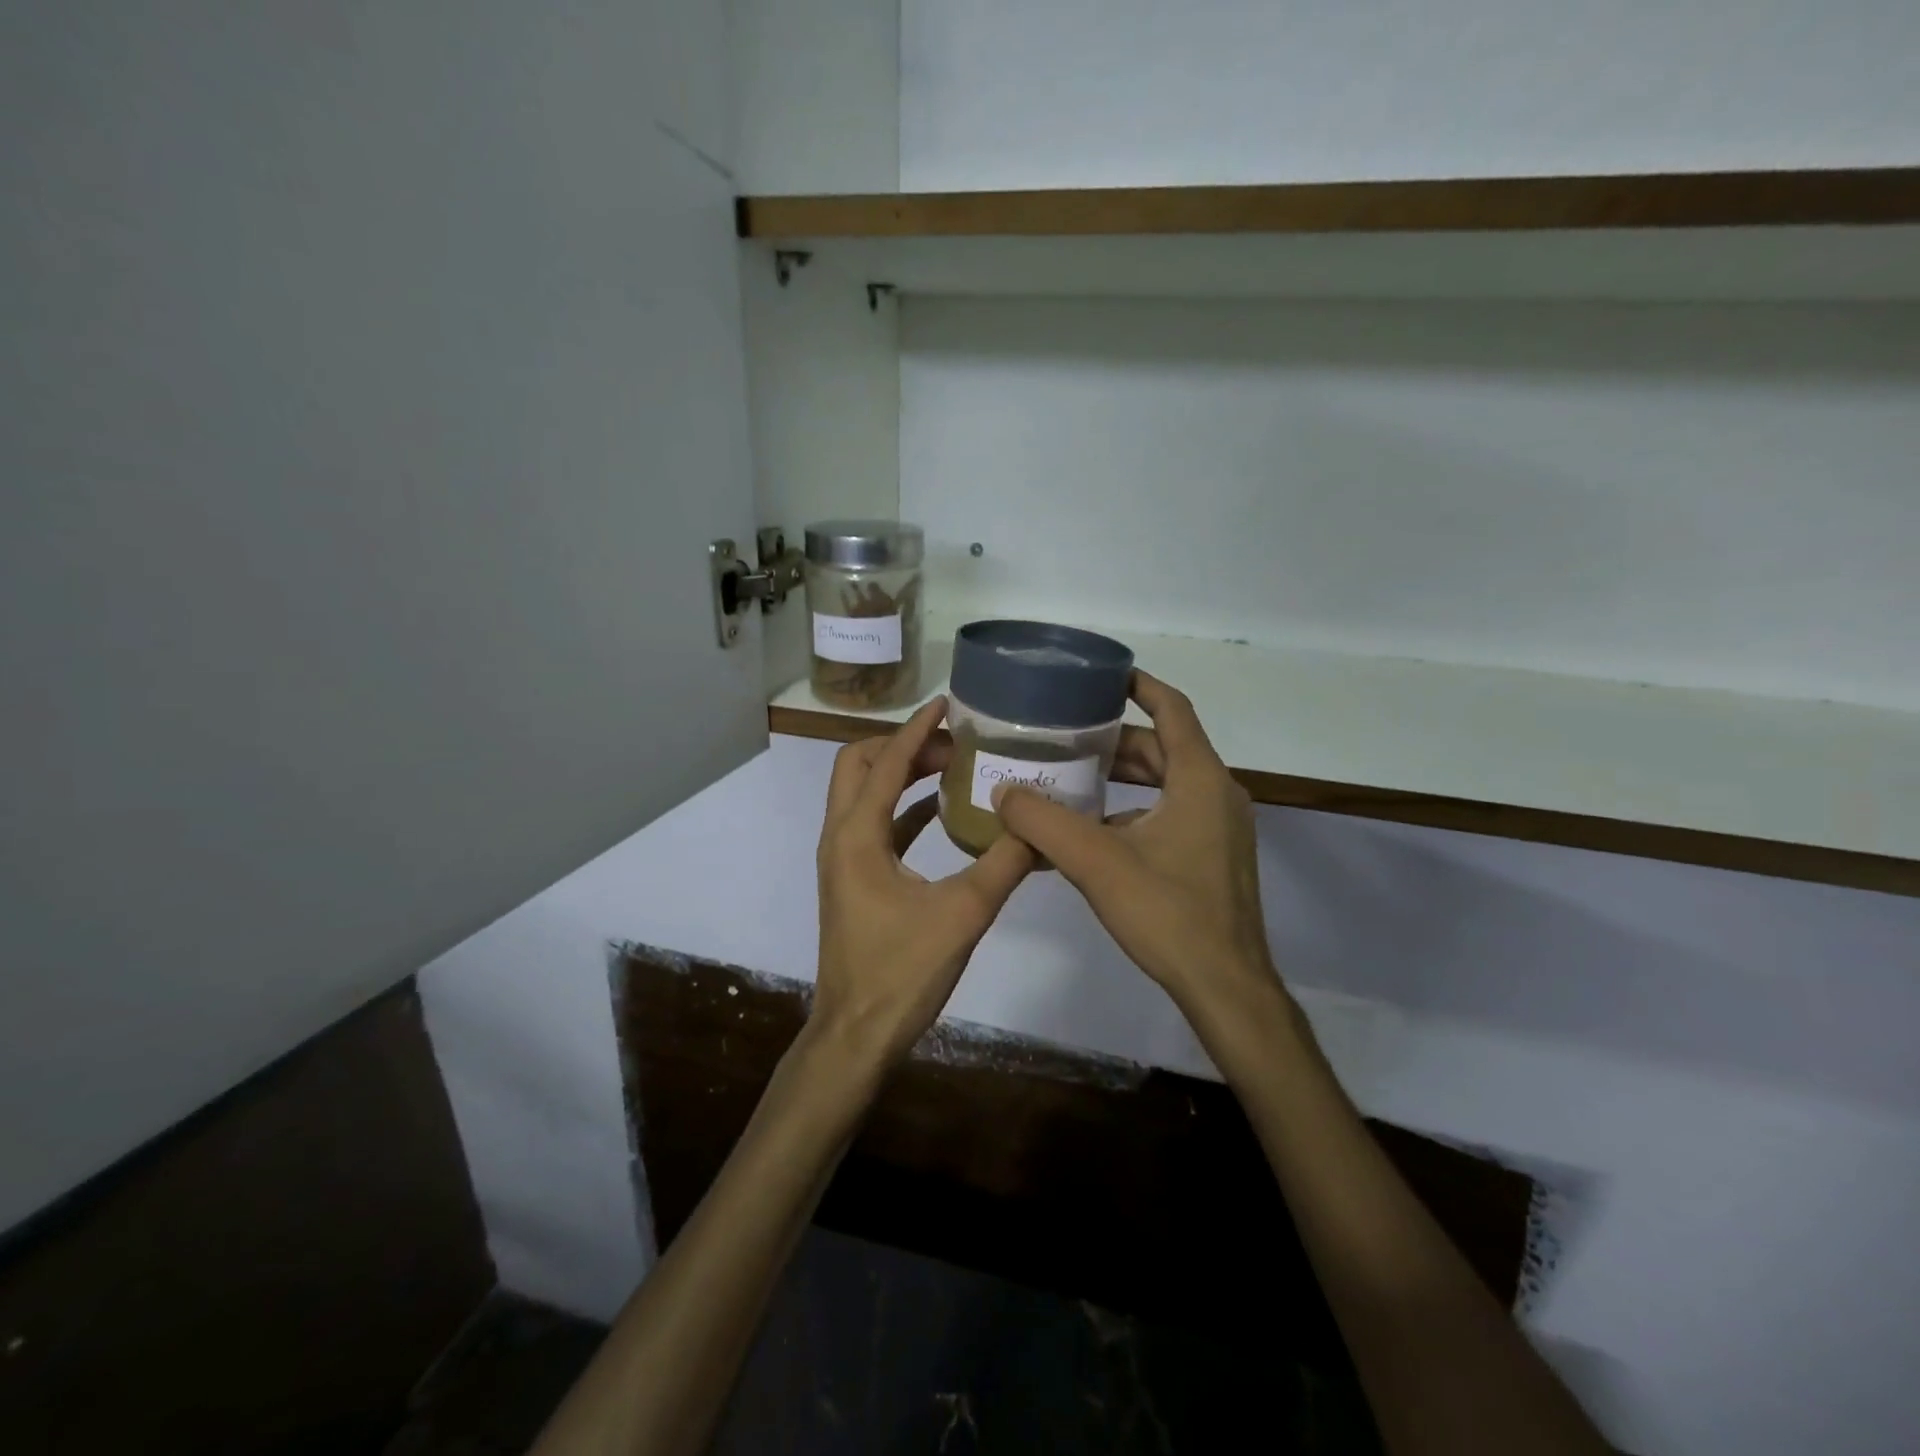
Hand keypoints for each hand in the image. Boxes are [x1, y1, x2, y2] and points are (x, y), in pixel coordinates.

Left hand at [813, 697, 1034, 1064]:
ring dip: (901, 774)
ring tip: (952, 767)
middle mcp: (840, 836)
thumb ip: (1005, 864)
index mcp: (857, 835)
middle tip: (952, 744)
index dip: (917, 729)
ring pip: (863, 794)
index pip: (886, 762)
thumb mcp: (964, 914)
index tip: (949, 703)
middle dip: (901, 745)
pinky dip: (904, 808)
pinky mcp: (853, 879)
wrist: (855, 1034)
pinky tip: (944, 814)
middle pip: (857, 765)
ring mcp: (843, 859)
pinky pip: (875, 825)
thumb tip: (1042, 824)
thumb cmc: (902, 972)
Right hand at [992, 672, 1280, 1018]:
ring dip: (1120, 778)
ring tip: (1068, 777)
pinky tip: (1090, 832)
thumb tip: (1003, 793)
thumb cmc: (1168, 912)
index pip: (1172, 709)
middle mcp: (1216, 793)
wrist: (1224, 986)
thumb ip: (1044, 822)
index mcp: (1199, 779)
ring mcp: (1218, 828)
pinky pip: (1168, 815)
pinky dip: (1131, 812)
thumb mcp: (1096, 862)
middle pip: (1162, 748)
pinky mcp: (1212, 857)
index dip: (1139, 685)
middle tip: (1065, 733)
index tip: (1103, 675)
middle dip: (1114, 740)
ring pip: (1164, 784)